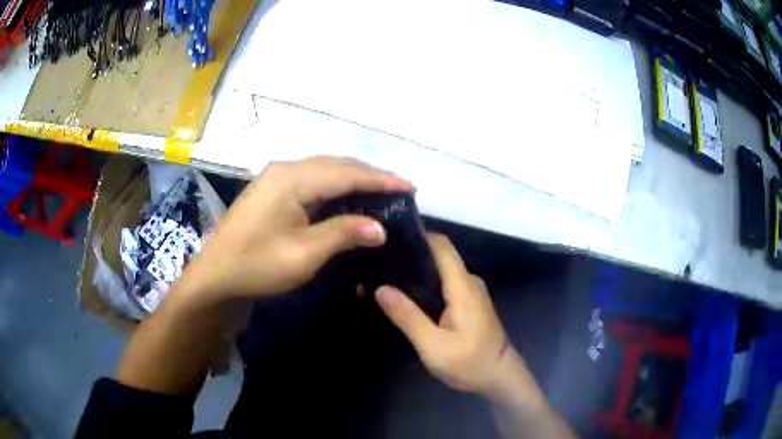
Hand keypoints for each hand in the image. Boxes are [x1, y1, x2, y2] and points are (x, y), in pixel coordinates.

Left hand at [175, 156, 412, 306]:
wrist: (215, 276)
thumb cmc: (256, 266)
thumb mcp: (303, 254)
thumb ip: (343, 234)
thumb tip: (381, 227)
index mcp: (292, 179)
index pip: (346, 173)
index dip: (380, 180)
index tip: (410, 186)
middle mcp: (286, 168)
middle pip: (337, 165)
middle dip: (370, 176)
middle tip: (400, 189)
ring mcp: (277, 177)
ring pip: (325, 170)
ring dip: (354, 179)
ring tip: (382, 191)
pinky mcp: (273, 189)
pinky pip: (313, 180)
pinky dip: (336, 186)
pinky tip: (349, 196)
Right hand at [375, 234, 525, 397]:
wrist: (500, 377)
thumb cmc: (470, 363)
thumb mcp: (433, 346)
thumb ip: (408, 317)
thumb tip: (380, 288)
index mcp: (462, 286)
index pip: (441, 245)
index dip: (417, 237)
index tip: (389, 240)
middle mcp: (468, 282)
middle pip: (439, 256)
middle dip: (411, 255)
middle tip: (379, 262)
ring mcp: (471, 292)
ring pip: (441, 271)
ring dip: (417, 272)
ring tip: (386, 277)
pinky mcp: (469, 304)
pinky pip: (445, 284)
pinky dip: (426, 285)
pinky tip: (407, 296)